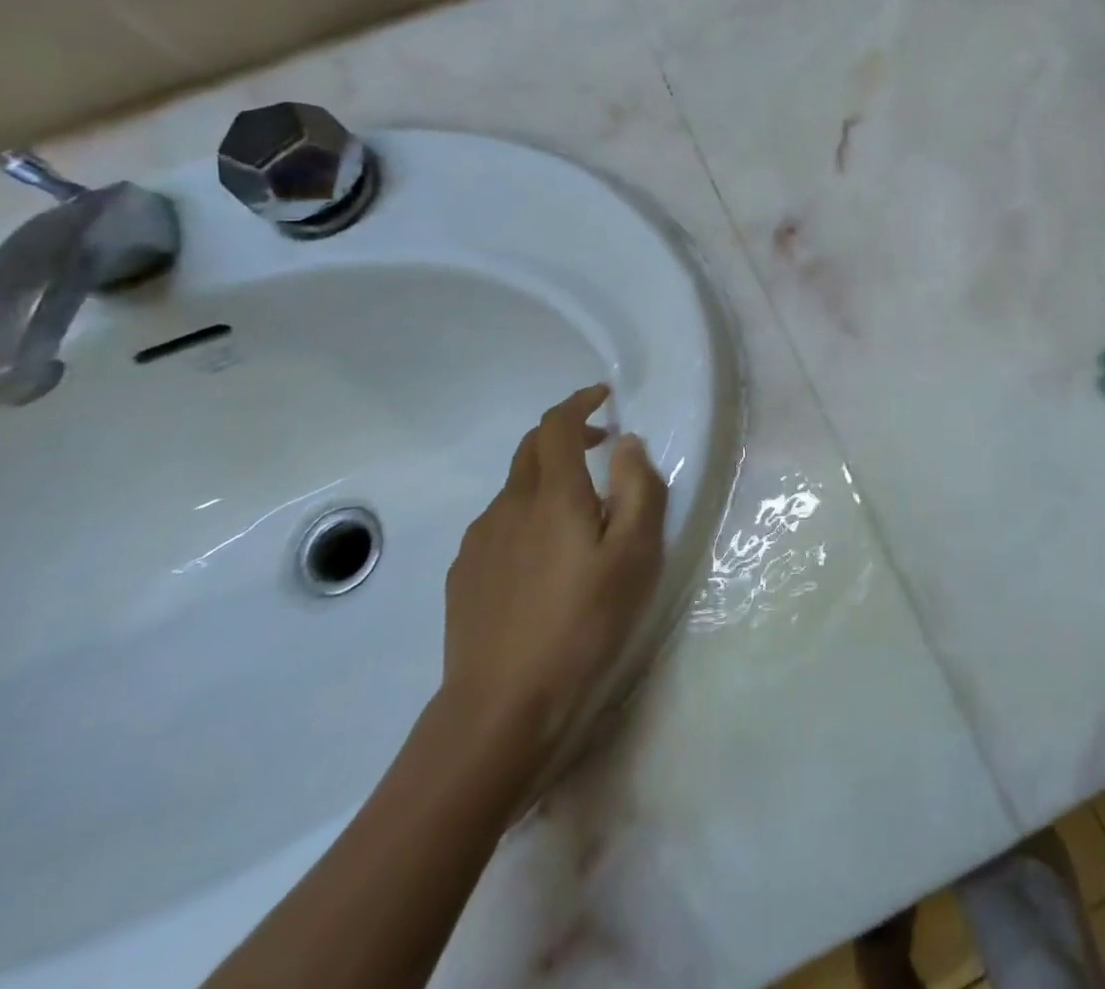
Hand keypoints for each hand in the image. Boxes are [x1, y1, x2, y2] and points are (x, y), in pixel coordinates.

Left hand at [440, 384, 667, 761]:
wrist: (502, 707)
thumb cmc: (583, 624)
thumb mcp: (636, 555)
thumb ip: (638, 489)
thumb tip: (627, 443)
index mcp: (553, 494)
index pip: (557, 424)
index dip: (579, 402)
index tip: (604, 397)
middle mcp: (510, 505)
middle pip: (532, 449)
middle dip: (566, 434)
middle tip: (601, 446)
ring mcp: (480, 541)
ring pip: (516, 489)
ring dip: (548, 479)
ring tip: (579, 512)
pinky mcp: (465, 575)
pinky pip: (500, 525)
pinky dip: (527, 516)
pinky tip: (544, 558)